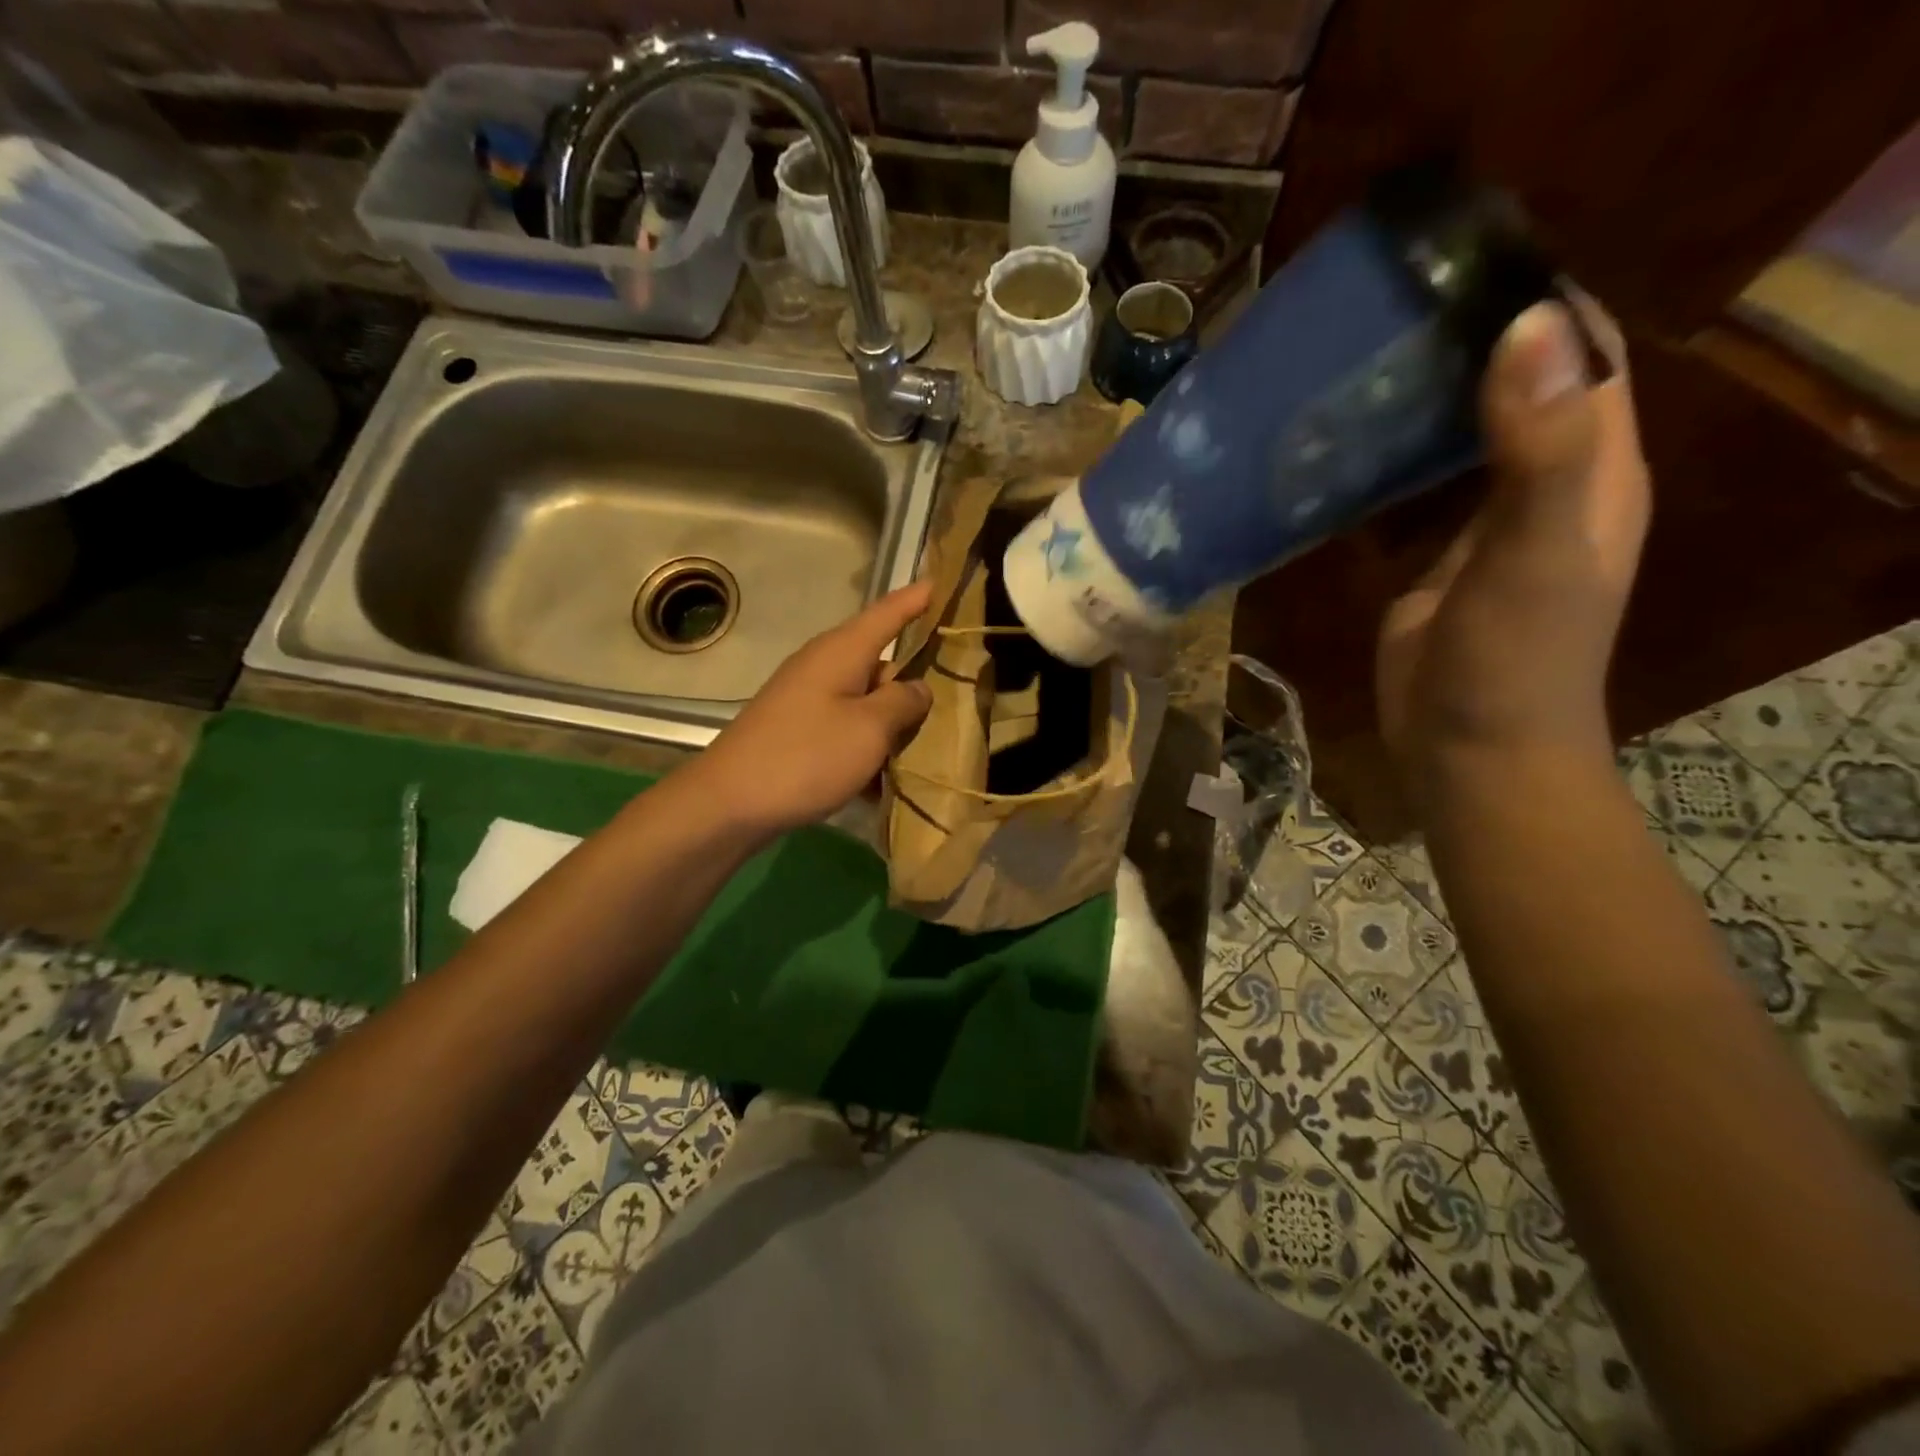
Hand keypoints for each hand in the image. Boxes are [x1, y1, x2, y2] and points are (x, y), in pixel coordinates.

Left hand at [687, 582, 933, 836]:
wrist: (729, 803)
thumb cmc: (806, 756)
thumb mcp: (870, 729)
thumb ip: (903, 702)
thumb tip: (917, 687)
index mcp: (842, 651)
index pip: (888, 613)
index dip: (916, 599)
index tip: (941, 582)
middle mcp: (823, 665)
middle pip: (880, 662)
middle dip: (911, 684)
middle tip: (945, 709)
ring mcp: (807, 698)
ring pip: (865, 701)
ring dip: (889, 725)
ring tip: (916, 755)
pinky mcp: (797, 728)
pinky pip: (844, 727)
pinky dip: (864, 748)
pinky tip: (878, 784)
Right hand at [1377, 296, 1649, 788]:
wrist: (1470, 750)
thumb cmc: (1513, 659)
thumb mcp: (1537, 552)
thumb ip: (1542, 447)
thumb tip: (1527, 323)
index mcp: (1593, 465)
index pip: (1580, 351)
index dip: (1535, 299)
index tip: (1457, 264)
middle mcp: (1546, 480)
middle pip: (1513, 384)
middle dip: (1459, 343)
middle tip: (1380, 313)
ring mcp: (1485, 521)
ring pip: (1456, 435)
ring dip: (1415, 400)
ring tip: (1348, 365)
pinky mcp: (1434, 557)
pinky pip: (1413, 489)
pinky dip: (1384, 461)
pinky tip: (1336, 448)